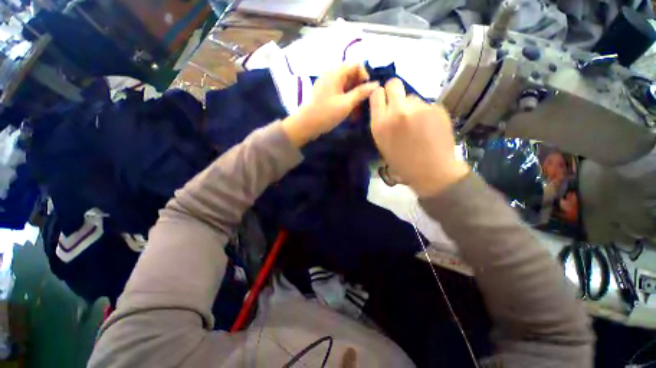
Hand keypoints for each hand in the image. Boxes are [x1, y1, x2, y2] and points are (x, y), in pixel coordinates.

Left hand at [282, 64, 378, 146]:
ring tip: (356, 111)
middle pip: (351, 75)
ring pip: (345, 85)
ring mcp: (327, 84)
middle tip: (362, 104)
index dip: (364, 76)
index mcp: (336, 72)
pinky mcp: (324, 93)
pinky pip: (339, 92)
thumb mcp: (346, 104)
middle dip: (359, 88)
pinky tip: (348, 111)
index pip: (356, 65)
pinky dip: (345, 99)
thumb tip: (376, 84)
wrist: (306, 125)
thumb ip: (361, 93)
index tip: (367, 91)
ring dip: (353, 96)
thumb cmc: (326, 114)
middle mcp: (331, 74)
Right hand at [370, 79, 468, 196]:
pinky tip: (429, 127)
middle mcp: (397, 111)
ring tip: (417, 123)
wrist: (431, 172)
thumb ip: (382, 123)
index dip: (380, 95)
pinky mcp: (436, 108)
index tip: (383, 101)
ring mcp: (418, 108)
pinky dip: (426, 113)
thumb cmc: (402, 164)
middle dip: (394, 91)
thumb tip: (385, 110)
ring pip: (412, 96)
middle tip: (398, 104)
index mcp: (380, 124)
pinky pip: (426, 104)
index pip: (376, 94)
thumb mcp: (383, 145)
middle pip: (394, 84)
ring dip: (412, 106)